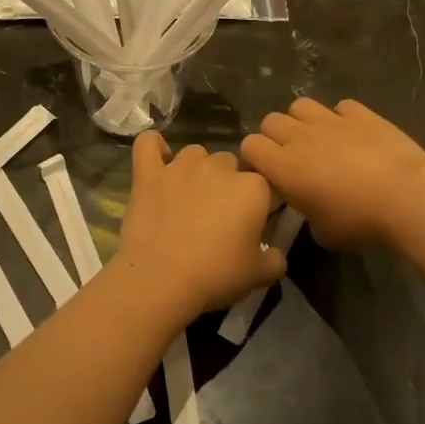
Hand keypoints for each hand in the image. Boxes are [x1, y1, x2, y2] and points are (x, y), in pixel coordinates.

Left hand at [114, 134, 284, 318]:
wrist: (161, 278)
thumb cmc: (216, 274)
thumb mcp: (259, 274)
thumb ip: (275, 259)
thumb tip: (275, 254)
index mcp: (253, 188)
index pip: (263, 184)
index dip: (257, 204)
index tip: (249, 225)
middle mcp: (219, 167)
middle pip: (229, 164)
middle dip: (226, 184)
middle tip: (217, 215)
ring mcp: (181, 166)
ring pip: (195, 154)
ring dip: (196, 169)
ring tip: (189, 195)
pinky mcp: (149, 173)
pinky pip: (149, 144)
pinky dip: (154, 146)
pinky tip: (158, 157)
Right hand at [240, 97, 424, 248]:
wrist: (407, 197)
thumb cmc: (359, 221)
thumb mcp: (323, 232)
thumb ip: (306, 214)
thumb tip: (311, 209)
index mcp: (283, 166)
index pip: (249, 146)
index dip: (255, 159)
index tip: (269, 175)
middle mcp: (300, 137)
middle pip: (271, 120)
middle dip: (276, 136)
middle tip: (293, 158)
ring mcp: (331, 121)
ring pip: (301, 106)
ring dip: (303, 121)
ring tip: (318, 140)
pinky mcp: (362, 114)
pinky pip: (340, 107)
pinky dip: (342, 118)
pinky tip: (353, 135)